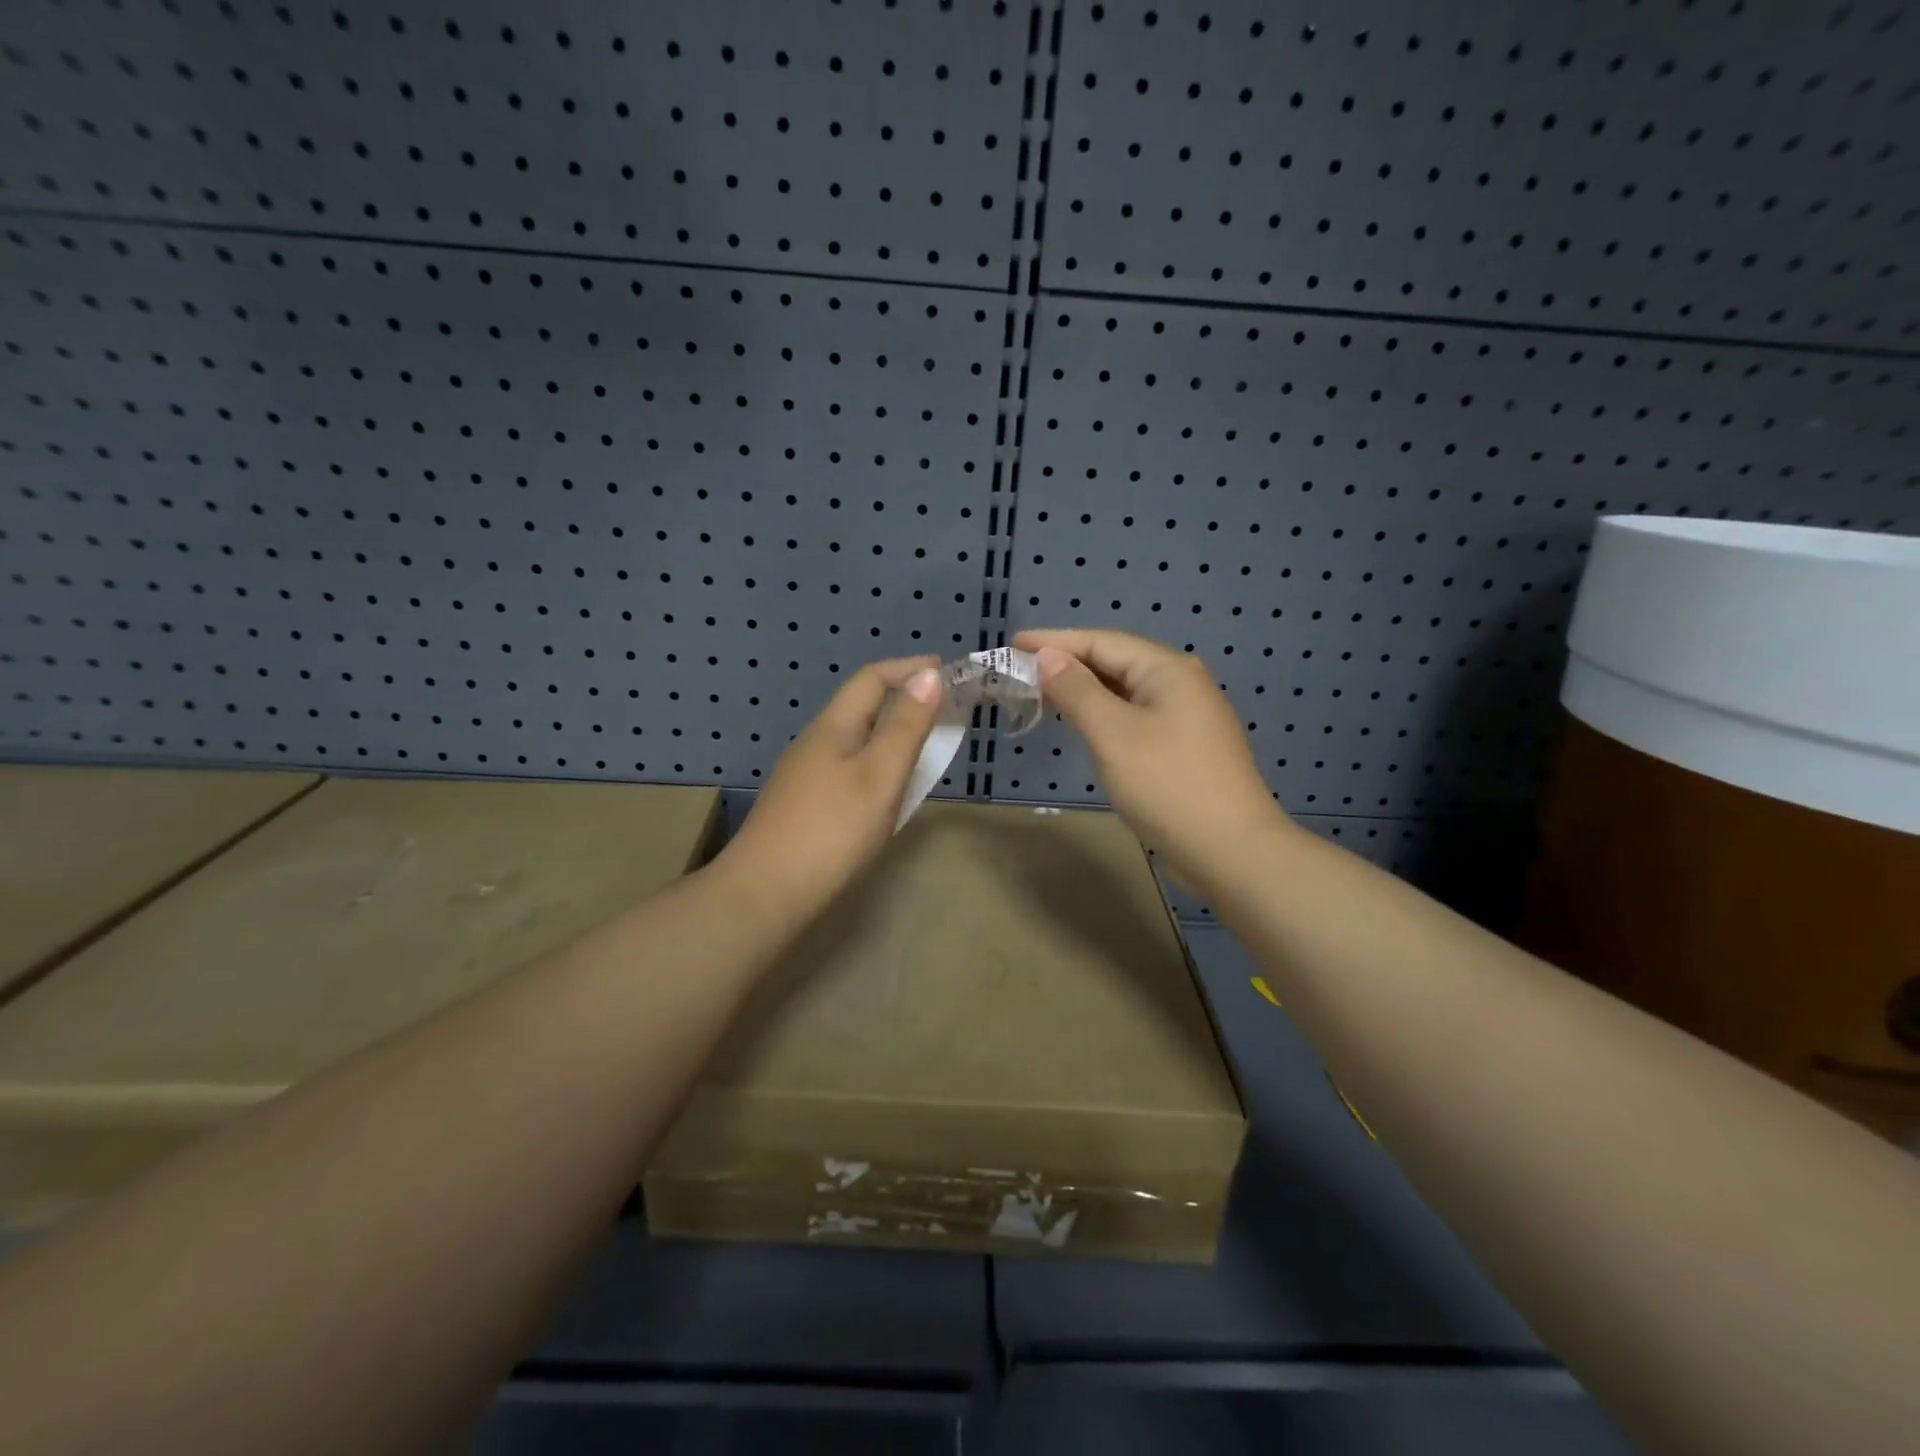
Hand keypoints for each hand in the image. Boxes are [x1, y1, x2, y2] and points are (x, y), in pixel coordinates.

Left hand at [718, 655, 944, 917]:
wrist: (764, 895)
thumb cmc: (831, 831)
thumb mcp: (880, 776)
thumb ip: (906, 727)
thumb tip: (929, 675)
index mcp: (832, 727)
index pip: (872, 679)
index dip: (910, 669)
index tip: (948, 672)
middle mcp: (814, 743)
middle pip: (860, 706)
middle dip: (902, 700)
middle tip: (943, 712)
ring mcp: (803, 776)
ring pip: (853, 740)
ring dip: (889, 733)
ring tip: (922, 748)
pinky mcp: (802, 806)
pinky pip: (846, 768)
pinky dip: (876, 763)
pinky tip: (885, 791)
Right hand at [1013, 628, 1290, 891]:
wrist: (1231, 850)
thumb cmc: (1167, 785)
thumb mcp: (1113, 734)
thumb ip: (1077, 690)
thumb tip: (1049, 657)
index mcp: (1167, 670)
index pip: (1101, 642)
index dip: (1055, 642)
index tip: (1014, 644)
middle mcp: (1182, 682)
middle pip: (1117, 660)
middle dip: (1069, 662)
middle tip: (1023, 669)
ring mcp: (1189, 714)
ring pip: (1127, 689)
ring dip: (1086, 688)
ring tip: (1046, 690)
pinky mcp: (1188, 744)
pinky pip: (1137, 713)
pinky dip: (1106, 711)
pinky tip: (1087, 721)